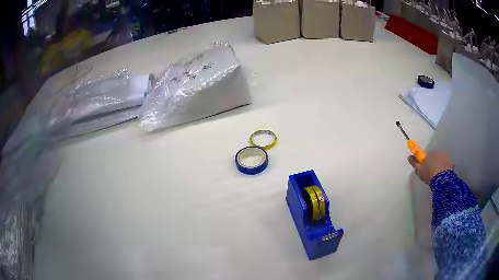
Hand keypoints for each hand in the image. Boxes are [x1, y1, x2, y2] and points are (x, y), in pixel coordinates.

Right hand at [408, 150, 453, 184]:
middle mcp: (437, 152)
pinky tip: (443, 177)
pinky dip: (445, 169)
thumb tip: (409, 156)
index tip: (424, 167)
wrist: (442, 180)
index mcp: (429, 153)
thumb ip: (414, 163)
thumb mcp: (419, 170)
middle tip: (431, 173)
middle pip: (434, 157)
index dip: (424, 161)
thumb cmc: (429, 174)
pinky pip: (447, 165)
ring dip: (439, 166)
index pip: (426, 155)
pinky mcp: (450, 163)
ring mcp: (445, 157)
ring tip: (437, 176)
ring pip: (440, 161)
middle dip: (432, 163)